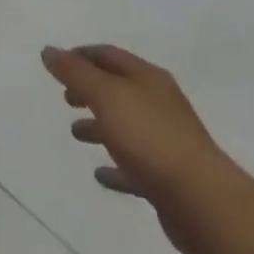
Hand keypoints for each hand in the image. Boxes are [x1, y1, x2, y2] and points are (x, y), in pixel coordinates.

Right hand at [41, 44, 243, 253]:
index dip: (80, 56)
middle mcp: (159, 104)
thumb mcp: (106, 96)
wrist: (204, 203)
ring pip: (125, 126)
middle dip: (89, 90)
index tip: (56, 64)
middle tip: (65, 98)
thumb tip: (48, 50)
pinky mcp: (168, 178)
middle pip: (118, 89)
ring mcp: (166, 142)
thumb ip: (75, 73)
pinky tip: (99, 174)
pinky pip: (134, 166)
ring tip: (75, 133)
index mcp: (147, 79)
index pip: (108, 55)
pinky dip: (115, 166)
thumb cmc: (150, 139)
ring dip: (99, 126)